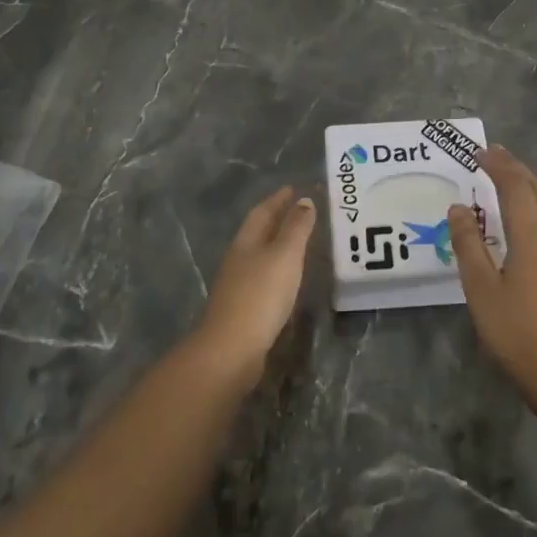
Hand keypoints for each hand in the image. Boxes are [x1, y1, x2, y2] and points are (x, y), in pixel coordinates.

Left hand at [193, 186, 315, 385]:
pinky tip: (286, 278)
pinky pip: (262, 278)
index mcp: (246, 242)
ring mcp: (237, 285)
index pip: (262, 212)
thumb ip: (296, 228)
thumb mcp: (284, 255)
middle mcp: (238, 259)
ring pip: (259, 255)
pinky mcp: (243, 308)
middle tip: (299, 210)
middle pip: (258, 232)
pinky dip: (276, 269)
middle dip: (277, 219)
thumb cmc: (261, 294)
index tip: (293, 188)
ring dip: (276, 245)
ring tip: (298, 242)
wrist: (232, 349)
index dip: (278, 199)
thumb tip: (303, 200)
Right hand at [449, 147, 536, 398]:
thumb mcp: (481, 289)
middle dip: (516, 170)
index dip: (498, 165)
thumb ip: (468, 244)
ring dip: (535, 190)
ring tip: (517, 186)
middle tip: (496, 158)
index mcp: (532, 234)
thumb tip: (459, 207)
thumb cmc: (517, 332)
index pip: (514, 185)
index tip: (480, 152)